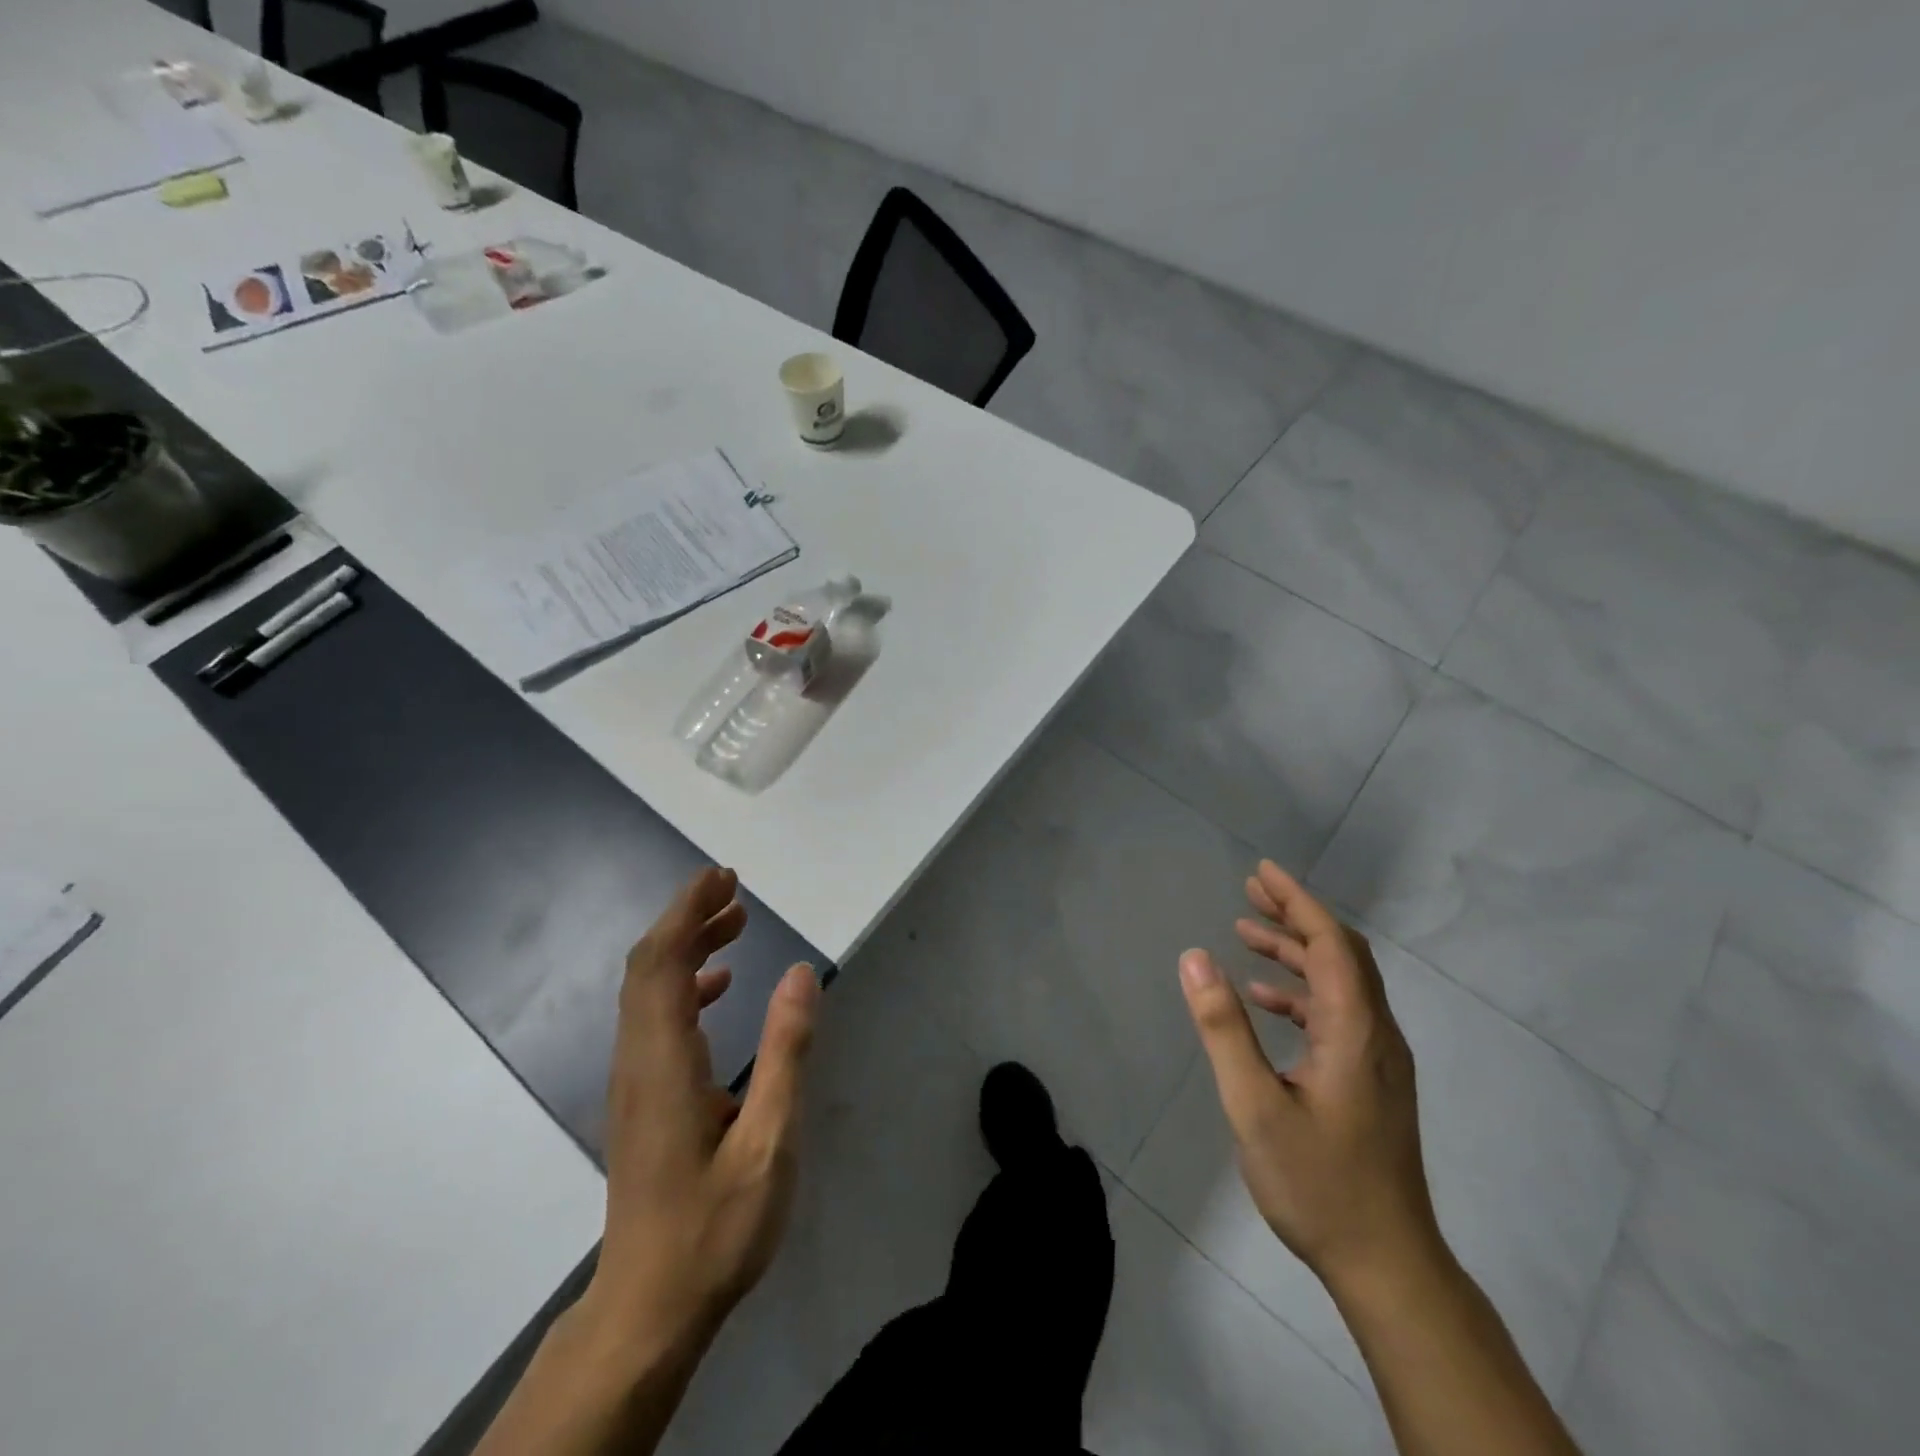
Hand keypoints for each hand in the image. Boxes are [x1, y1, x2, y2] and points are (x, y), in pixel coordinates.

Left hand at [582, 867, 819, 1354]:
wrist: (648, 1309)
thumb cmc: (715, 1227)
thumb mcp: (769, 1140)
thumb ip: (786, 1051)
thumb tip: (799, 973)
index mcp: (663, 1061)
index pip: (662, 962)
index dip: (688, 911)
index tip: (723, 879)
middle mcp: (637, 1059)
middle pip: (649, 966)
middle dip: (687, 918)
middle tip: (734, 890)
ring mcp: (633, 1080)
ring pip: (648, 990)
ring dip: (686, 947)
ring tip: (734, 925)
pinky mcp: (640, 1098)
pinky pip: (653, 1018)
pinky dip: (683, 985)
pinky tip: (719, 988)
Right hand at [1178, 861, 1439, 1291]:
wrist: (1388, 1265)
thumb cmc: (1319, 1183)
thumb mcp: (1255, 1104)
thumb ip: (1224, 1028)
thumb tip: (1195, 957)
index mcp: (1355, 1031)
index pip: (1331, 943)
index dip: (1296, 901)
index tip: (1261, 871)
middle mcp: (1376, 1035)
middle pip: (1341, 954)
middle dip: (1296, 916)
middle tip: (1250, 891)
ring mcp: (1377, 1061)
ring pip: (1340, 984)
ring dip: (1296, 952)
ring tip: (1247, 934)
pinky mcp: (1370, 1082)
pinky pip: (1338, 1015)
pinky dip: (1301, 993)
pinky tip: (1266, 1000)